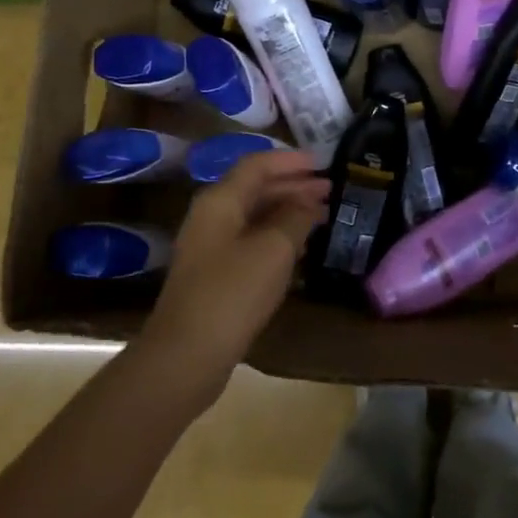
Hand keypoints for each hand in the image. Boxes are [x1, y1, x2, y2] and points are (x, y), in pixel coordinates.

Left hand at [142, 150, 329, 387]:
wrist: (186, 356)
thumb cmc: (232, 293)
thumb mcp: (274, 249)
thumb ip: (296, 217)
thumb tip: (309, 201)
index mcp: (220, 200)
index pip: (258, 164)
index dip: (291, 160)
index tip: (323, 162)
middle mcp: (212, 217)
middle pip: (256, 189)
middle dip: (294, 186)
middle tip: (331, 189)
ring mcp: (211, 247)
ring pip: (255, 216)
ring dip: (288, 212)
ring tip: (323, 215)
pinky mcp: (216, 275)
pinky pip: (252, 241)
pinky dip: (278, 236)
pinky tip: (301, 247)